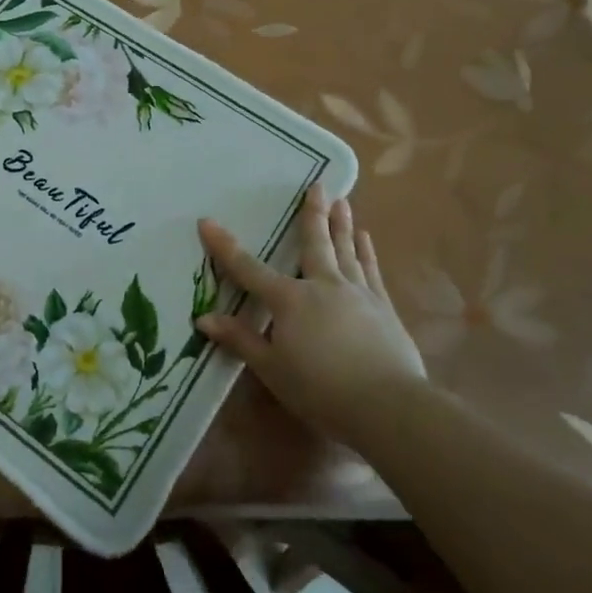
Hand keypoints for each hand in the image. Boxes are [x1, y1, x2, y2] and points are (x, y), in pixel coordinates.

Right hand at [197, 183, 426, 445]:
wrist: (388, 406)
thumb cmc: (321, 389)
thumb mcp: (272, 369)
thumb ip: (240, 340)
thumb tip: (203, 319)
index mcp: (289, 301)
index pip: (248, 269)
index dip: (225, 246)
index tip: (207, 221)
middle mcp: (323, 286)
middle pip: (313, 244)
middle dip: (311, 214)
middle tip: (317, 186)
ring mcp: (357, 293)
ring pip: (346, 250)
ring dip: (341, 224)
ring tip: (342, 201)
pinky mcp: (383, 308)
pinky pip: (371, 271)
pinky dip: (366, 252)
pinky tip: (365, 238)